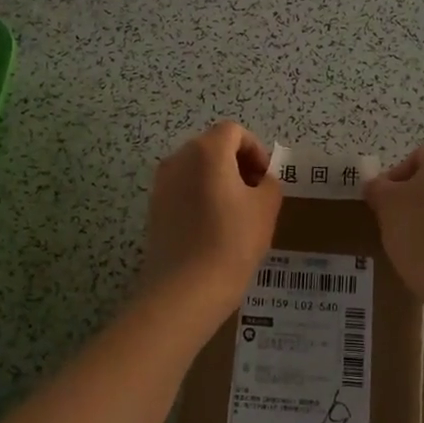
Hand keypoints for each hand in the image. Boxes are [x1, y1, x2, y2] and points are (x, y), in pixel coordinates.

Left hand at [138, 121, 282, 325]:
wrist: (185, 290)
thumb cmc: (232, 241)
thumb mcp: (266, 208)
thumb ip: (269, 183)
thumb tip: (259, 181)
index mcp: (207, 151)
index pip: (234, 132)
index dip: (255, 150)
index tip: (266, 179)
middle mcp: (178, 159)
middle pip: (213, 147)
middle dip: (237, 164)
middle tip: (255, 195)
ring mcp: (162, 184)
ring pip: (197, 170)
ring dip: (219, 181)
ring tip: (236, 214)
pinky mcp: (154, 209)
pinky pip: (184, 191)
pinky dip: (201, 198)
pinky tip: (214, 229)